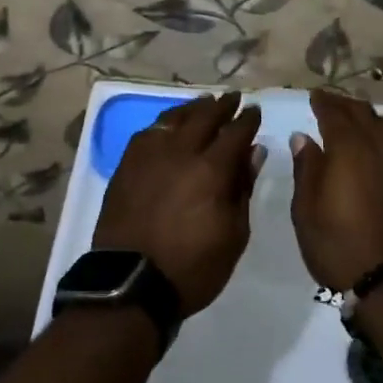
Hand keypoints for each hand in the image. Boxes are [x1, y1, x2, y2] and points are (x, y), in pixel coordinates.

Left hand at [93, 91, 264, 316]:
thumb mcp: (234, 235)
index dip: (247, 120)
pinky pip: (149, 132)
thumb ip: (243, 188)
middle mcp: (181, 153)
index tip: (255, 111)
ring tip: (204, 102)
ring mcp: (150, 156)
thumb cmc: (192, 267)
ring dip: (193, 108)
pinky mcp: (127, 165)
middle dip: (222, 105)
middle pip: (205, 117)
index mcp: (211, 170)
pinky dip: (165, 122)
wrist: (130, 284)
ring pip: (175, 118)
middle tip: (233, 98)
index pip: (235, 133)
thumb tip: (253, 152)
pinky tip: (170, 123)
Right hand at [290, 88, 382, 291]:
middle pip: (363, 114)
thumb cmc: (337, 245)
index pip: (335, 114)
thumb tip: (304, 137)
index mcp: (348, 150)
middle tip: (329, 102)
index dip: (324, 102)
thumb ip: (306, 168)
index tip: (314, 95)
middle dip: (345, 104)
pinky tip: (377, 143)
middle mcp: (378, 148)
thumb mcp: (306, 210)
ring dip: (368, 116)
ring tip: (355, 119)